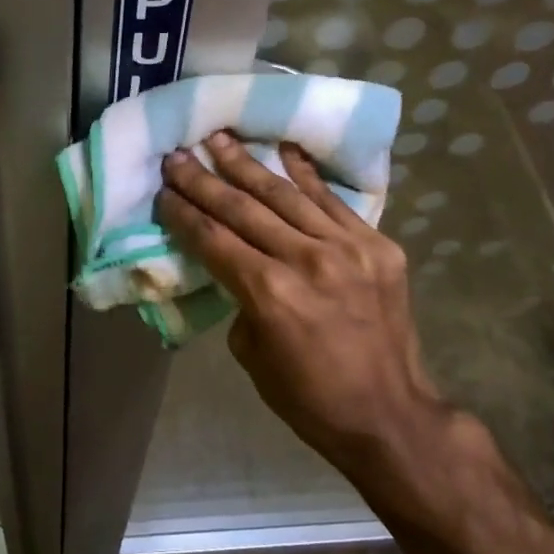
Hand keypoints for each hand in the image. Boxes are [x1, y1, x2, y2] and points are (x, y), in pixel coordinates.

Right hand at [156, 133, 495, 512]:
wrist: (390, 415)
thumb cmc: (310, 398)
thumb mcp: (252, 356)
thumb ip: (241, 300)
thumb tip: (238, 266)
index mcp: (269, 293)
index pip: (213, 239)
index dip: (183, 212)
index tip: (163, 190)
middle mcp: (306, 259)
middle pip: (243, 208)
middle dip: (204, 180)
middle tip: (178, 155)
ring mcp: (347, 247)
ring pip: (285, 195)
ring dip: (248, 164)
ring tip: (221, 139)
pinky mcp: (378, 245)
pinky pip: (333, 201)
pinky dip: (306, 173)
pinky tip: (284, 147)